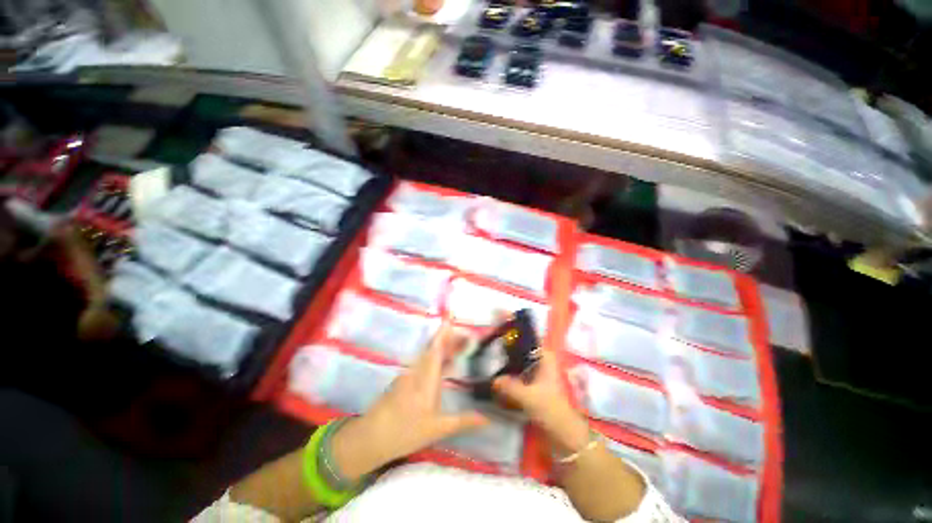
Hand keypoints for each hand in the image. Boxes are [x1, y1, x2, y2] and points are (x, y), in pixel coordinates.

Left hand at [332, 322, 489, 481]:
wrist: (371, 438)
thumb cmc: (406, 432)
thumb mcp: (437, 429)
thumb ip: (463, 421)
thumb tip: (488, 418)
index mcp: (426, 378)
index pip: (436, 350)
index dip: (444, 334)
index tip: (450, 319)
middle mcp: (417, 371)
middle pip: (434, 349)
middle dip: (449, 339)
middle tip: (465, 336)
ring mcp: (409, 375)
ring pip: (428, 355)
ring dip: (443, 348)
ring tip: (459, 346)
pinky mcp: (405, 380)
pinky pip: (423, 363)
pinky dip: (436, 358)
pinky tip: (444, 364)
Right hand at [493, 348, 590, 454]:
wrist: (564, 435)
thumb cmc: (550, 409)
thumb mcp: (528, 396)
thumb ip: (509, 386)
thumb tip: (493, 380)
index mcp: (546, 362)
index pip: (533, 343)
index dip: (520, 339)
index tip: (504, 337)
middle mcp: (543, 367)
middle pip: (525, 355)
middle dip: (511, 354)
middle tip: (494, 352)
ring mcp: (539, 380)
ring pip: (522, 368)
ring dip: (510, 368)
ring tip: (493, 366)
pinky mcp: (536, 392)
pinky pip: (521, 381)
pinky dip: (512, 381)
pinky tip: (500, 383)